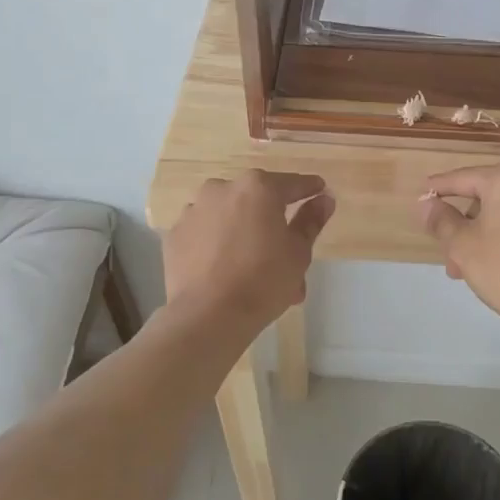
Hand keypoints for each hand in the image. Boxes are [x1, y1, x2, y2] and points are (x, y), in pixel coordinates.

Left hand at [164, 170, 334, 333]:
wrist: (208, 315)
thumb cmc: (263, 280)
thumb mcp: (298, 252)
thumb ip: (311, 221)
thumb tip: (324, 199)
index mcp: (258, 188)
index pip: (292, 184)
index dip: (309, 189)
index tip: (320, 191)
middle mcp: (223, 189)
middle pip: (256, 200)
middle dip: (272, 220)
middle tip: (286, 250)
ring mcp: (194, 210)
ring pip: (228, 216)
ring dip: (243, 232)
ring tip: (253, 267)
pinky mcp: (175, 234)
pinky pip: (205, 233)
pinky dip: (217, 244)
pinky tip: (224, 270)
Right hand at [415, 162, 499, 337]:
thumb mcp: (462, 246)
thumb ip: (441, 220)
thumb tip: (427, 204)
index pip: (464, 178)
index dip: (441, 188)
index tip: (426, 192)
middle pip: (495, 199)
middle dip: (471, 226)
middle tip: (455, 259)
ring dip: (499, 234)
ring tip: (486, 269)